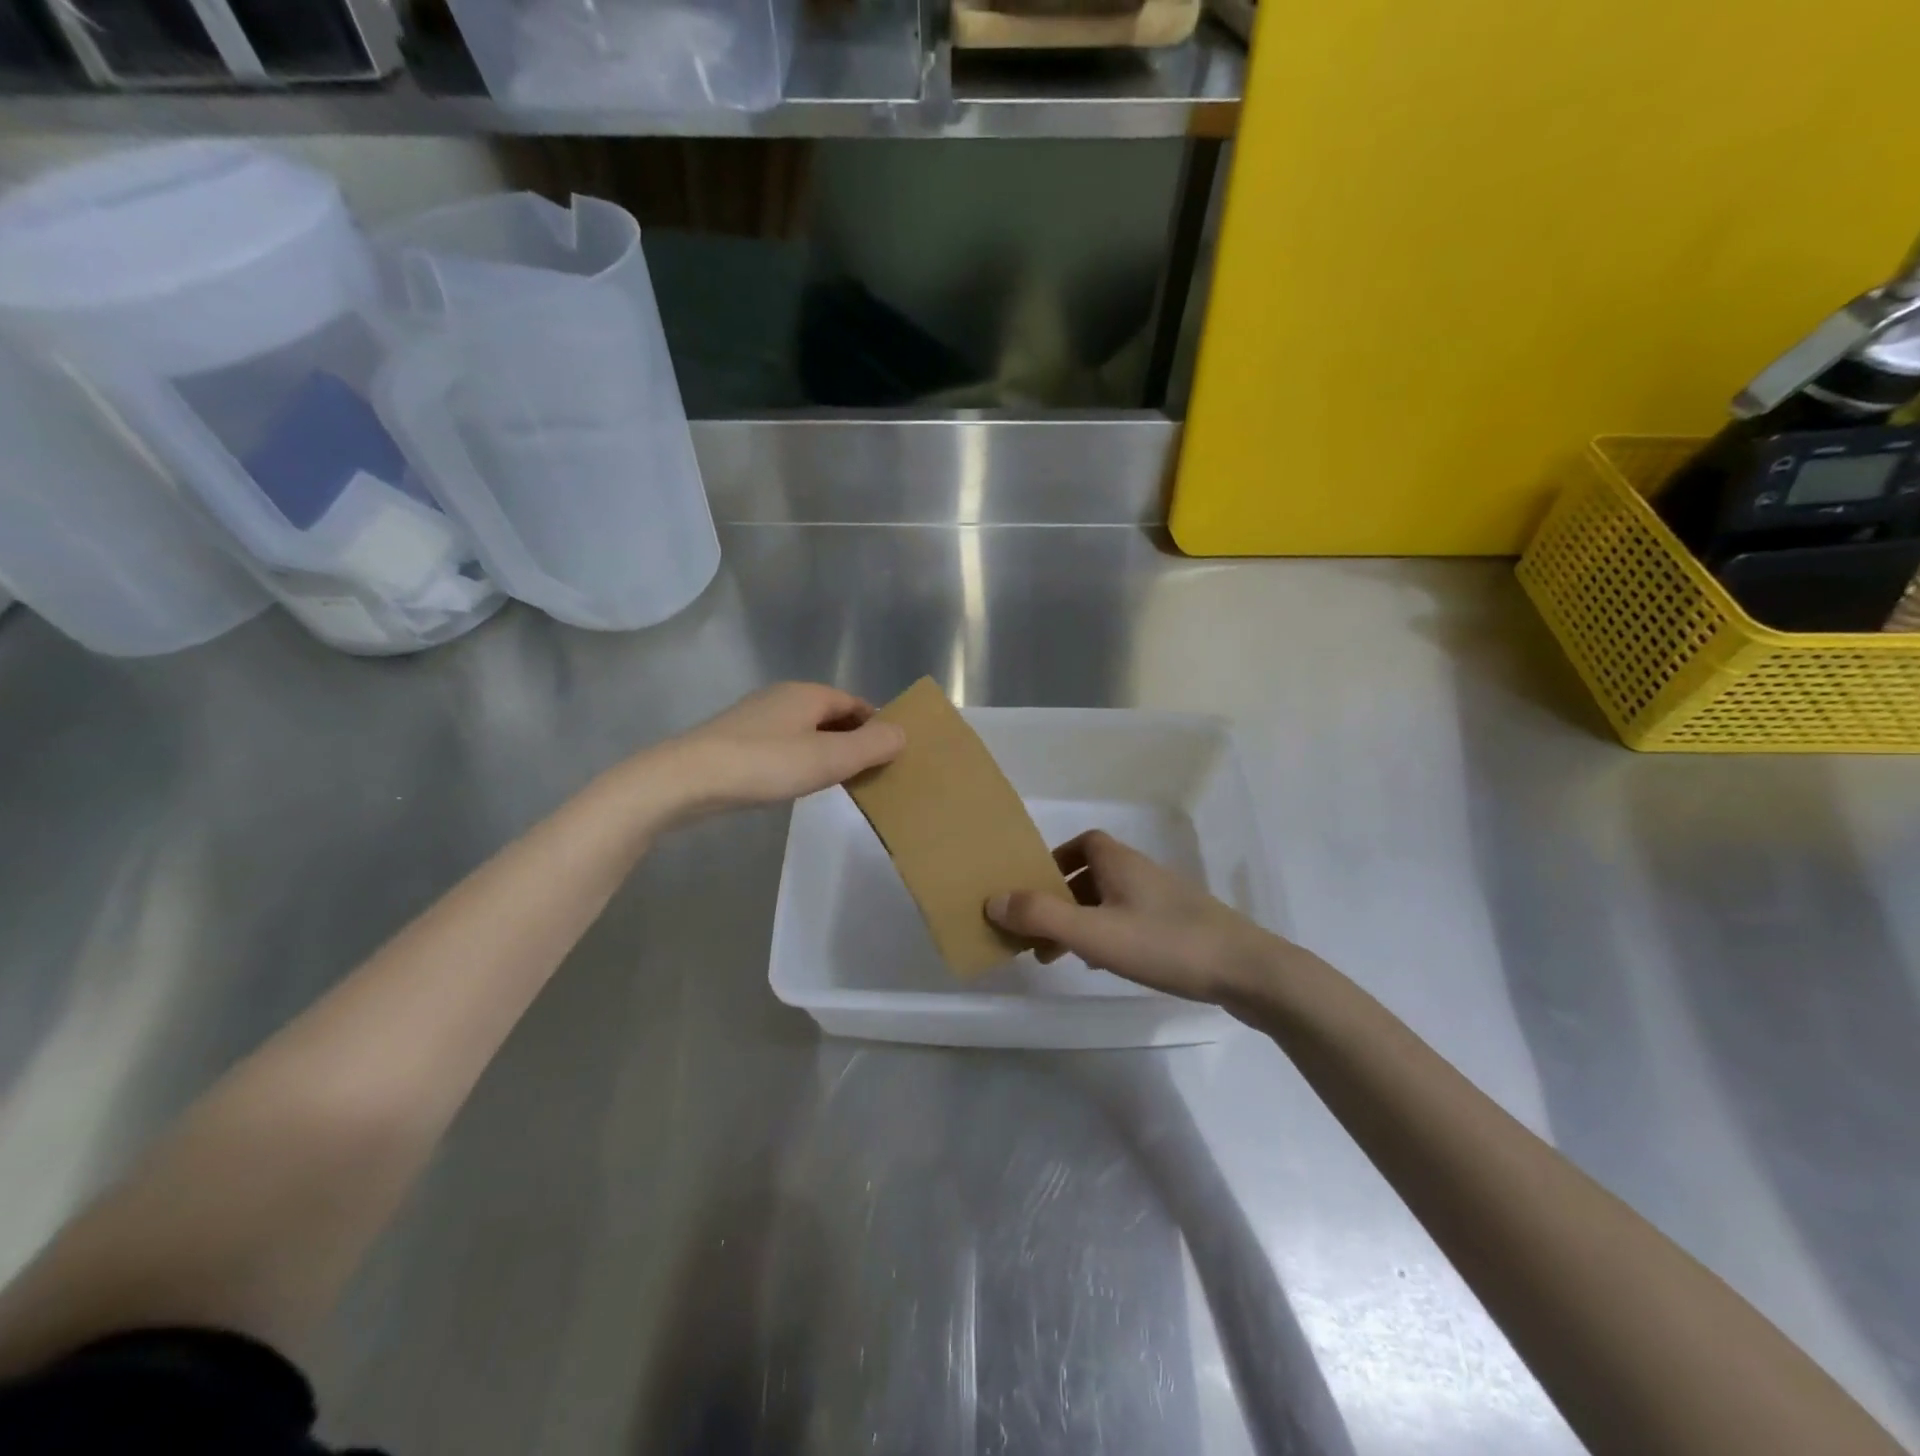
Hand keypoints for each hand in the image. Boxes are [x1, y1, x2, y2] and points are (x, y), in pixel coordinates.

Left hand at [660, 683, 905, 816]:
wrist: (687, 779)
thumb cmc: (766, 764)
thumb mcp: (829, 759)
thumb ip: (871, 746)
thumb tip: (903, 733)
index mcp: (809, 694)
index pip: (856, 704)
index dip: (877, 725)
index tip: (892, 754)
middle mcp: (784, 697)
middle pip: (832, 715)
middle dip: (853, 739)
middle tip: (871, 772)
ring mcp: (757, 717)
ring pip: (806, 730)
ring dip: (827, 750)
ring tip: (840, 780)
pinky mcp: (737, 739)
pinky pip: (784, 743)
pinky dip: (801, 758)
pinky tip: (798, 781)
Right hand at [986, 830, 1280, 1005]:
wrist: (1247, 971)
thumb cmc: (1165, 943)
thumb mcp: (1094, 932)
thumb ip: (1042, 916)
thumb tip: (992, 900)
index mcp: (1120, 862)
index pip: (1083, 842)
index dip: (1055, 859)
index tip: (1034, 889)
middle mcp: (1141, 872)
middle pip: (1092, 874)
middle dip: (1061, 898)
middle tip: (1038, 931)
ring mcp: (1165, 900)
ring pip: (1111, 901)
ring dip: (1082, 920)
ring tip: (1061, 955)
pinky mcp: (1181, 927)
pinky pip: (1131, 921)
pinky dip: (1108, 935)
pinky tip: (1104, 964)